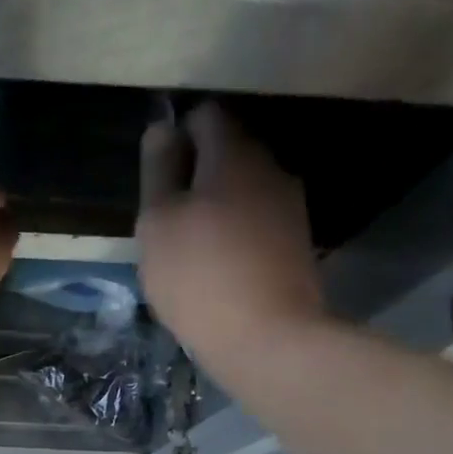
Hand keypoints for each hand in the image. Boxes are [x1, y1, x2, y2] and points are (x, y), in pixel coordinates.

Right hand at [137, 103, 324, 368]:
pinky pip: (255, 222)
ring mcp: (288, 207)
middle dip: (195, 175)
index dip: (177, 135)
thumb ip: (158, 172)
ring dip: (214, 207)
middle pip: (227, 153)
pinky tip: (215, 268)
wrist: (267, 336)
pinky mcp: (295, 243)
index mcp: (233, 156)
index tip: (157, 175)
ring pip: (242, 190)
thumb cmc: (198, 275)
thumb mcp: (158, 222)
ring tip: (187, 248)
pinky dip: (233, 233)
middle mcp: (270, 169)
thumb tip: (162, 128)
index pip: (206, 116)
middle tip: (165, 219)